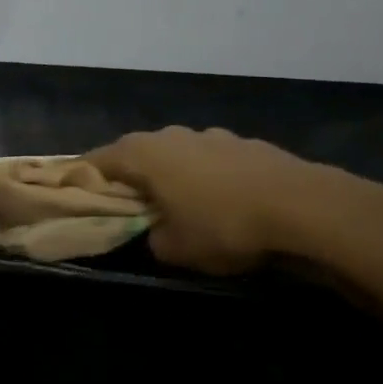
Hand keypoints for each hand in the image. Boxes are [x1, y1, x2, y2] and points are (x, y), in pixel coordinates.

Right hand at [84, 126, 359, 274]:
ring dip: (171, 175)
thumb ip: (152, 238)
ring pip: (176, 154)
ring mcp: (210, 135)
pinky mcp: (244, 143)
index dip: (83, 180)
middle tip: (129, 206)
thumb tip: (156, 231)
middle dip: (129, 178)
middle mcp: (170, 135)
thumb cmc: (224, 225)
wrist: (304, 207)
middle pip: (135, 153)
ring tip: (181, 205)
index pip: (95, 161)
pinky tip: (224, 202)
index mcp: (142, 154)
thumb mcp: (176, 249)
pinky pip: (211, 160)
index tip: (79, 199)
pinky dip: (206, 177)